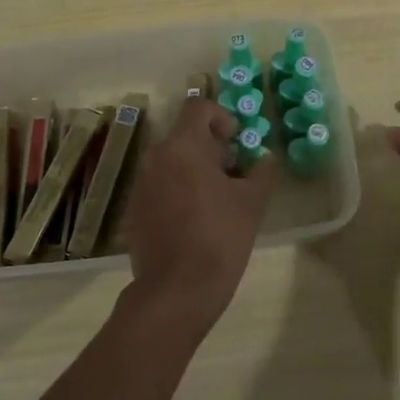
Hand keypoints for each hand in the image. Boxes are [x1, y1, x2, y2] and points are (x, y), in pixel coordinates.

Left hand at [120, 98, 274, 335]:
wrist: (176, 291)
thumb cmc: (220, 237)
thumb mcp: (252, 202)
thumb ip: (262, 172)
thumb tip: (266, 158)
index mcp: (182, 147)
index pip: (198, 107)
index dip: (222, 117)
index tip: (237, 142)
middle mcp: (155, 158)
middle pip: (185, 136)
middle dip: (212, 148)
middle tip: (234, 175)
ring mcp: (140, 184)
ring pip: (171, 162)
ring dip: (194, 170)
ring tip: (217, 200)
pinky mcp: (134, 210)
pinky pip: (159, 186)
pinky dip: (178, 191)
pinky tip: (195, 221)